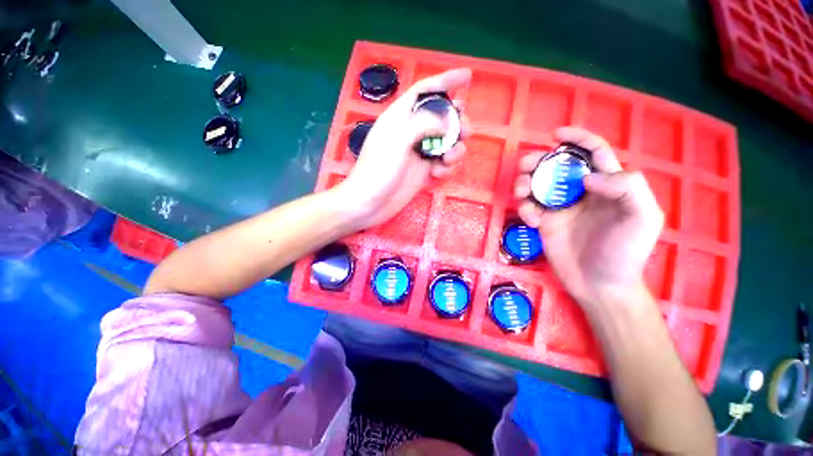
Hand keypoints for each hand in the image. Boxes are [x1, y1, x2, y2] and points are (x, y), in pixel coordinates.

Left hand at [335, 68, 471, 229]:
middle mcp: (411, 132)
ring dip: (454, 149)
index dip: (445, 81)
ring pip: (446, 142)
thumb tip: (446, 121)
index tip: (467, 76)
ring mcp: (418, 153)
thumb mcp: (398, 140)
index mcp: (400, 117)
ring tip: (448, 160)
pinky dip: (446, 167)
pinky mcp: (423, 171)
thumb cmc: (378, 170)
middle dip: (457, 122)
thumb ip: (423, 123)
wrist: (369, 203)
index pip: (424, 91)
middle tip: (465, 132)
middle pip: (441, 117)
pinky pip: (442, 163)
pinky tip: (438, 175)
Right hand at [513, 127, 663, 306]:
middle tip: (527, 167)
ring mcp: (559, 208)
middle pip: (556, 166)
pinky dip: (525, 209)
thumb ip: (627, 187)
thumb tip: (586, 177)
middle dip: (539, 162)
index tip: (557, 135)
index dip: (577, 139)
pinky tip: (532, 220)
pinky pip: (528, 208)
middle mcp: (580, 192)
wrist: (600, 284)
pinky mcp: (543, 223)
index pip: (593, 153)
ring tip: (522, 191)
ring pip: (536, 184)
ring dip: (525, 183)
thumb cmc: (624, 252)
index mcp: (607, 185)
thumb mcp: (643, 218)